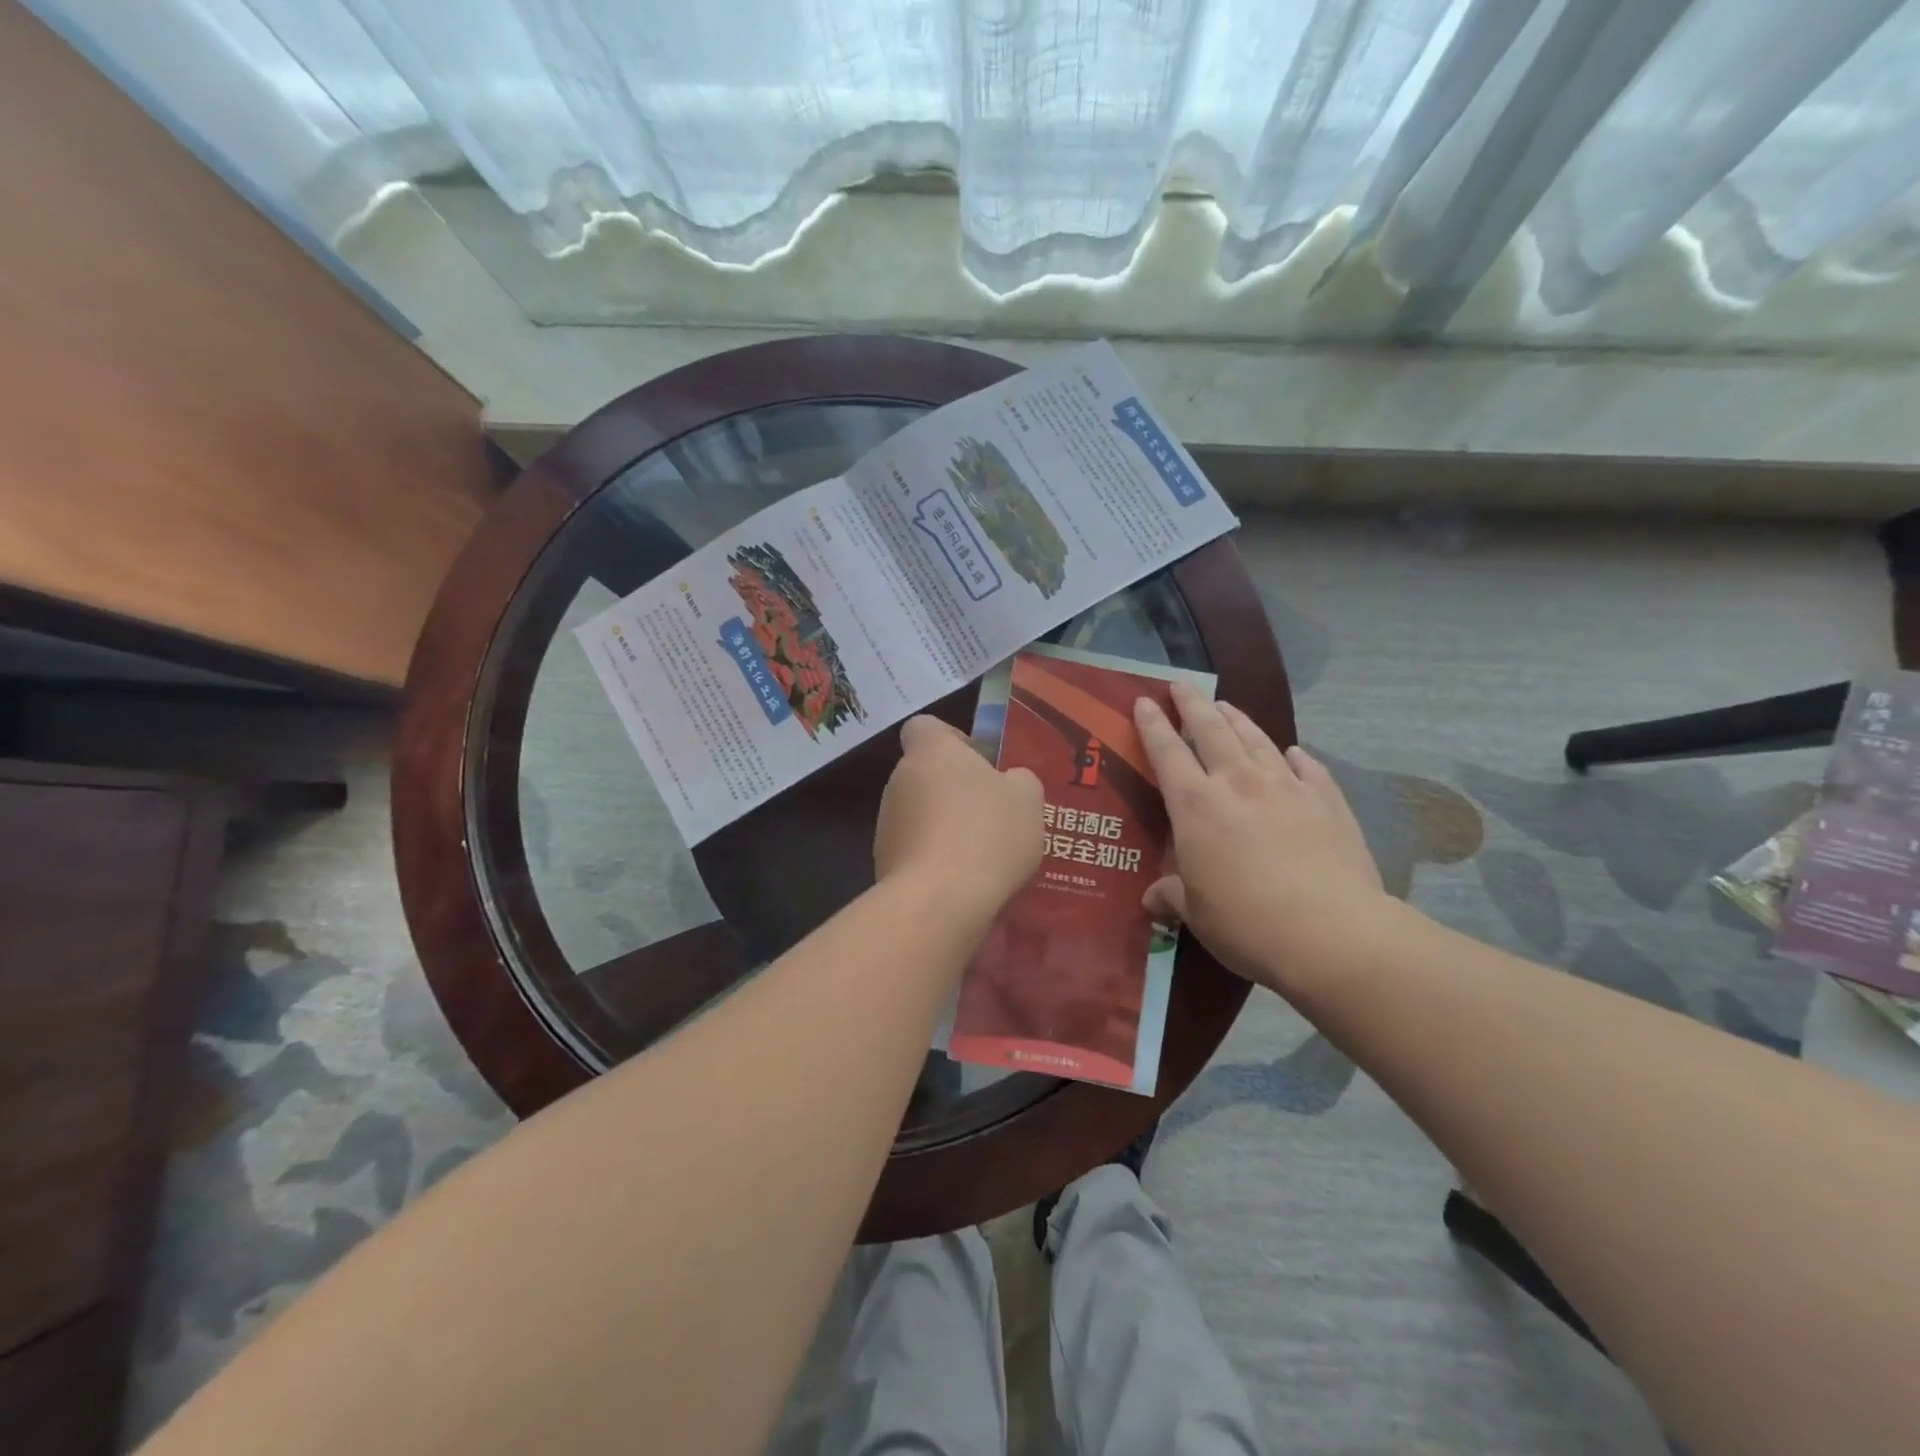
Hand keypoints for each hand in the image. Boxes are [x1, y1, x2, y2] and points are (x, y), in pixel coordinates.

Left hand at [875, 715, 1044, 918]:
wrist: (940, 901)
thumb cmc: (987, 834)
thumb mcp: (1027, 798)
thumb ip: (1018, 780)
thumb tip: (1009, 781)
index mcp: (931, 752)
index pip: (924, 727)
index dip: (950, 739)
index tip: (978, 762)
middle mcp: (899, 780)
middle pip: (924, 773)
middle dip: (952, 790)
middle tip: (990, 814)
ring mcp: (886, 823)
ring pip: (918, 814)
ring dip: (942, 826)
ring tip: (980, 855)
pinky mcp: (882, 862)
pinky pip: (914, 850)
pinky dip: (933, 859)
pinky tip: (962, 881)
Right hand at [1135, 682, 1384, 985]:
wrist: (1333, 933)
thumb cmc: (1247, 922)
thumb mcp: (1195, 914)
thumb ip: (1171, 896)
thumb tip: (1152, 898)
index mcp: (1196, 805)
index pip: (1166, 752)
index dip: (1153, 725)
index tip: (1143, 701)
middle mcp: (1238, 783)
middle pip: (1211, 730)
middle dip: (1193, 704)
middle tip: (1182, 685)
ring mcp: (1287, 787)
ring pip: (1256, 740)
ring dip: (1238, 720)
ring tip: (1227, 707)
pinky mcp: (1327, 801)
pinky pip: (1308, 767)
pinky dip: (1295, 756)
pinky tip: (1294, 753)